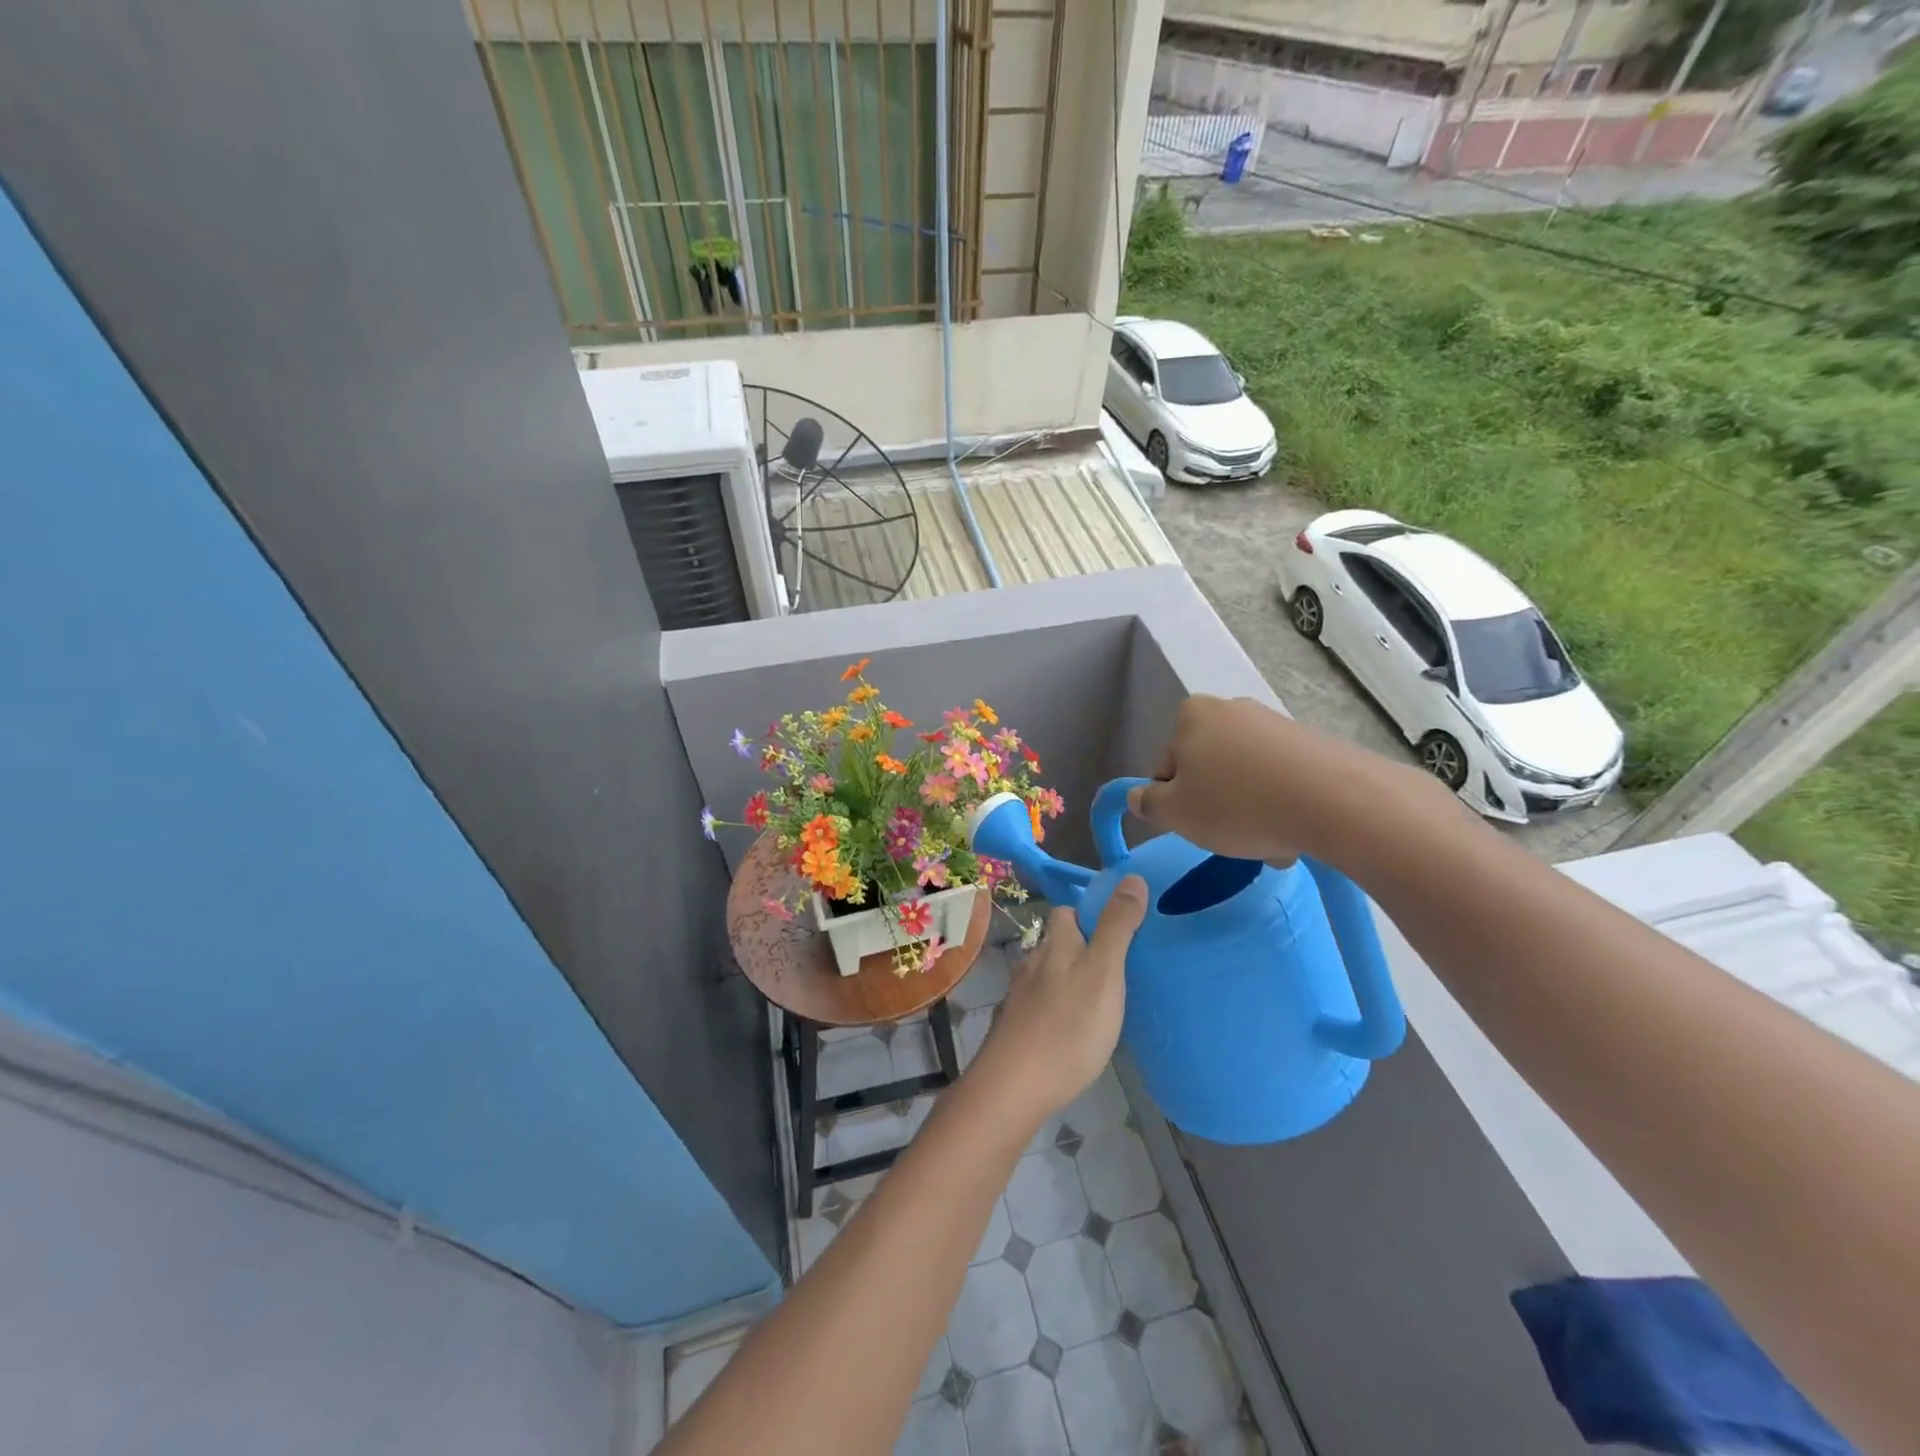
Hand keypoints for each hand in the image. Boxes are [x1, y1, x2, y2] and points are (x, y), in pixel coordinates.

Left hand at [971, 878, 1147, 1122]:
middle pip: (1056, 945)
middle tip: (1117, 971)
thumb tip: (1131, 876)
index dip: (1088, 914)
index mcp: (1054, 944)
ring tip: (1100, 1003)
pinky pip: (1041, 1007)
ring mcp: (1019, 997)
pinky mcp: (1015, 1029)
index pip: (1065, 912)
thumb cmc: (1068, 1025)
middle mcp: (1031, 963)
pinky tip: (1073, 1032)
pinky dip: (1058, 1011)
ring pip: (1048, 976)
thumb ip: (1117, 926)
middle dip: (1081, 950)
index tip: (1117, 929)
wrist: (1014, 1086)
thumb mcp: (1104, 971)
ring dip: (1070, 982)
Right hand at [1127, 695, 1427, 864]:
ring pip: (1244, 778)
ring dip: (1249, 810)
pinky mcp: (1311, 741)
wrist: (1335, 801)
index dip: (1174, 802)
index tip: (1194, 825)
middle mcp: (1230, 708)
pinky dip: (1280, 803)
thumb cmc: (1237, 805)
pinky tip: (1294, 830)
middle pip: (1207, 769)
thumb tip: (1139, 797)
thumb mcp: (1175, 813)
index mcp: (1190, 716)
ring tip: (1270, 842)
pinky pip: (1280, 779)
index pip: (1166, 767)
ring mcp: (1274, 723)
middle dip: (1215, 805)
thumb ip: (1147, 804)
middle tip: (1230, 838)